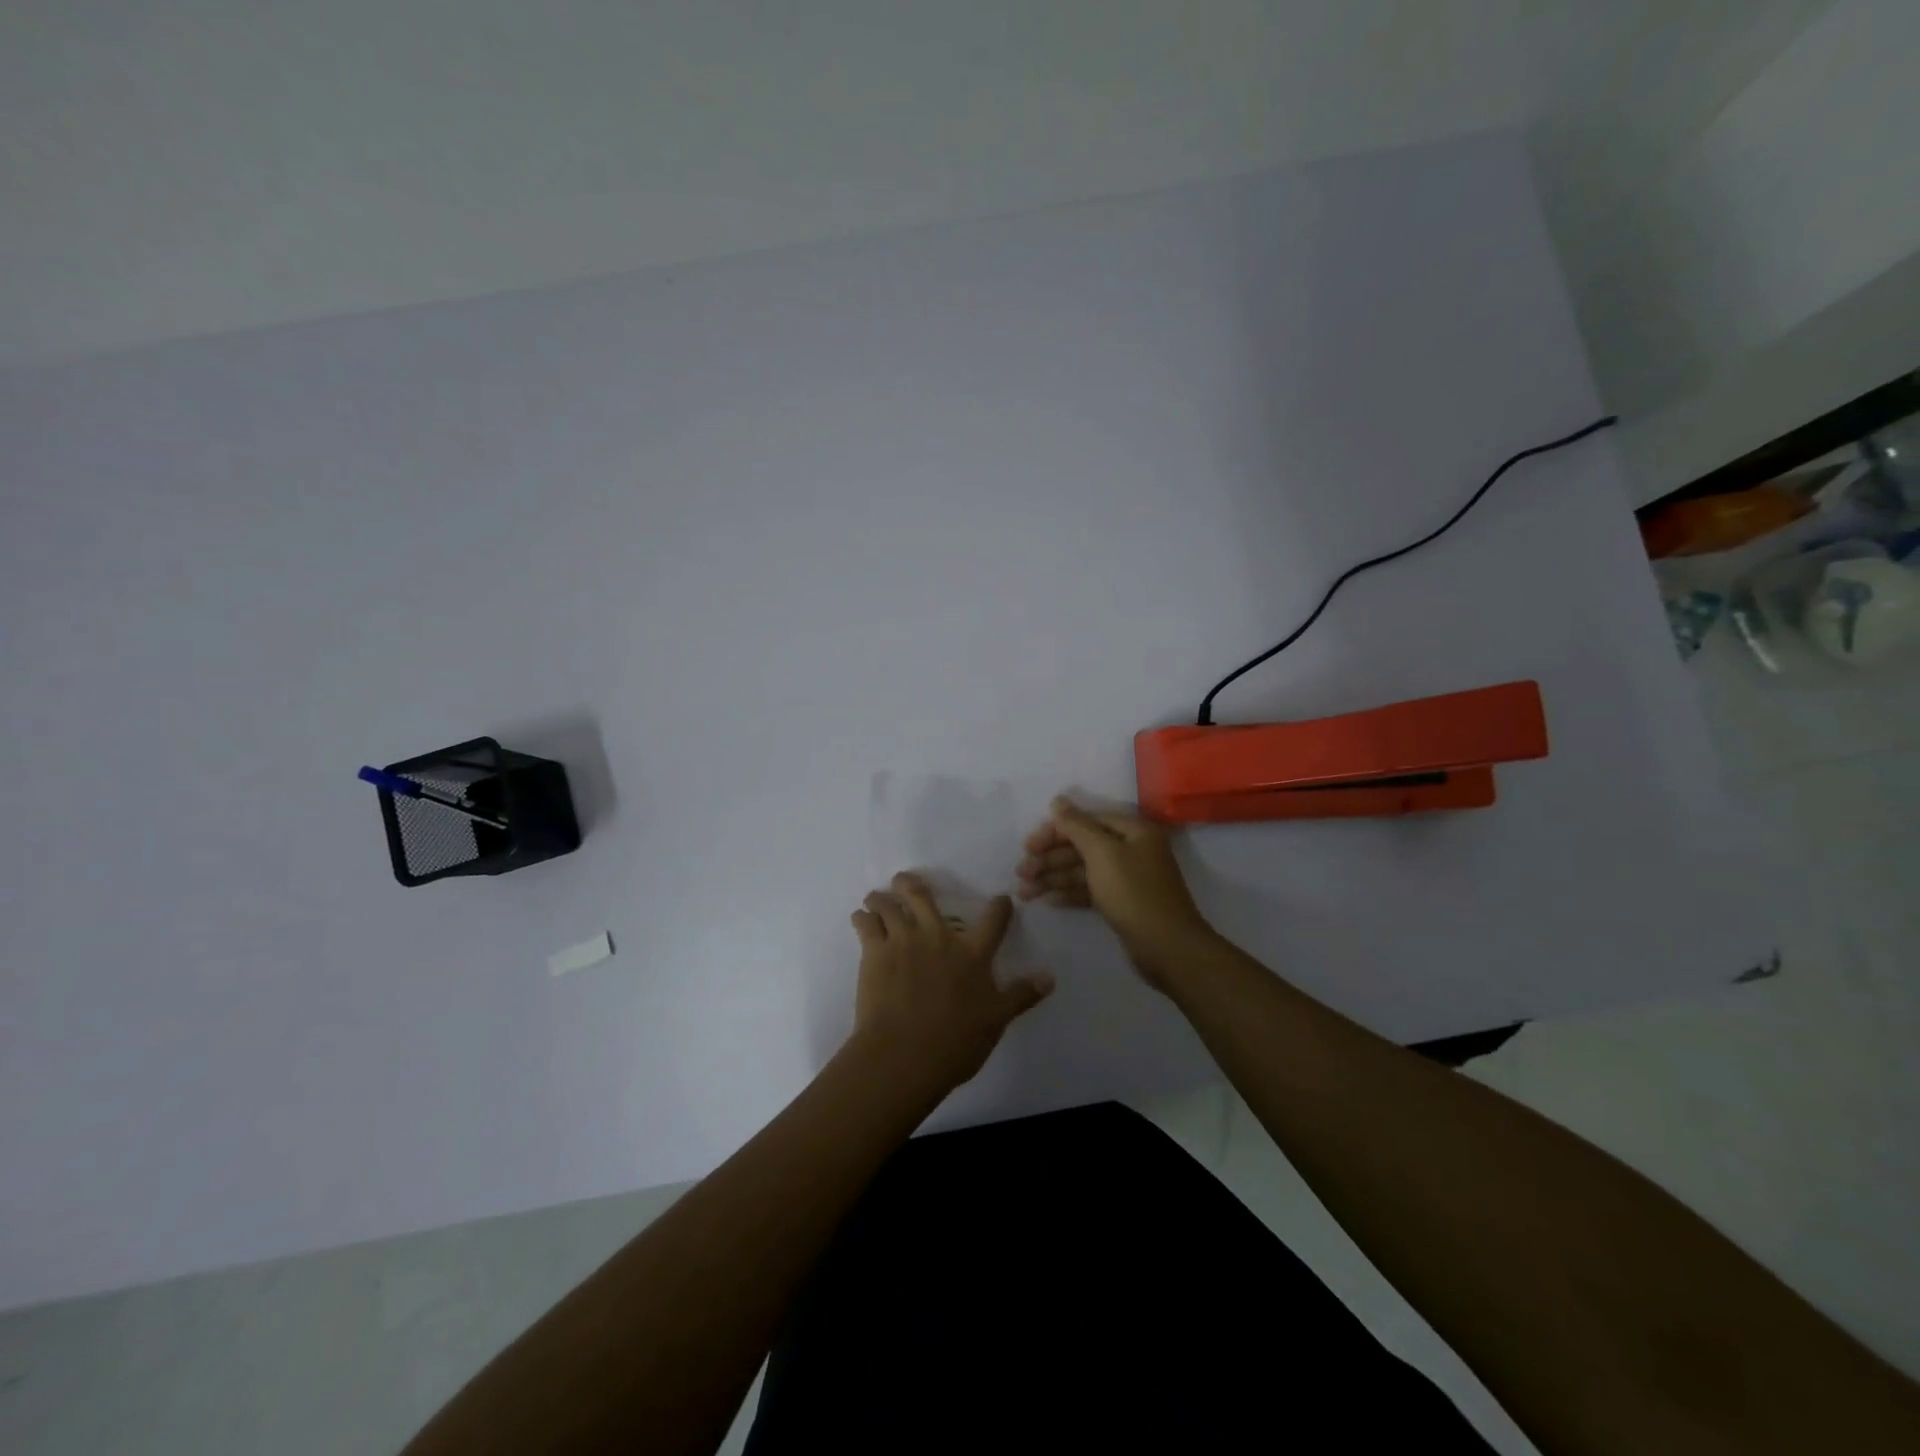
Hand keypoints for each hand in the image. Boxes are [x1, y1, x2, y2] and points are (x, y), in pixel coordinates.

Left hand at [847, 873, 1054, 1101]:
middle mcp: (937, 937)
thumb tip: (1050, 978)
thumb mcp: (996, 1021)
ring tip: (875, 898)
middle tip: (905, 881)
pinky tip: (860, 919)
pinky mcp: (874, 953)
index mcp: (972, 953)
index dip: (1000, 906)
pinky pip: (865, 925)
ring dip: (881, 898)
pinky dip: (861, 918)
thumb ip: (1021, 995)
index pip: (993, 920)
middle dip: (912, 884)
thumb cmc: (955, 1042)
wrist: (905, 1054)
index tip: (1001, 900)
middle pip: (923, 896)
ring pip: (889, 905)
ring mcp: (903, 941)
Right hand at [1016, 796, 1214, 987]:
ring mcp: (1127, 877)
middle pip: (1082, 846)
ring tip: (1024, 892)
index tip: (1028, 846)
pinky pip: (1090, 890)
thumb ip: (1077, 826)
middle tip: (1021, 873)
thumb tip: (1058, 800)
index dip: (1055, 831)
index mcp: (1132, 831)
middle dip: (1050, 858)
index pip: (1086, 821)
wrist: (1168, 948)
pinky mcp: (1122, 902)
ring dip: (1054, 878)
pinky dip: (1070, 893)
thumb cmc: (1134, 893)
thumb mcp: (1103, 853)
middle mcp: (1131, 849)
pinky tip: (1048, 901)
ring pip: (1083, 870)